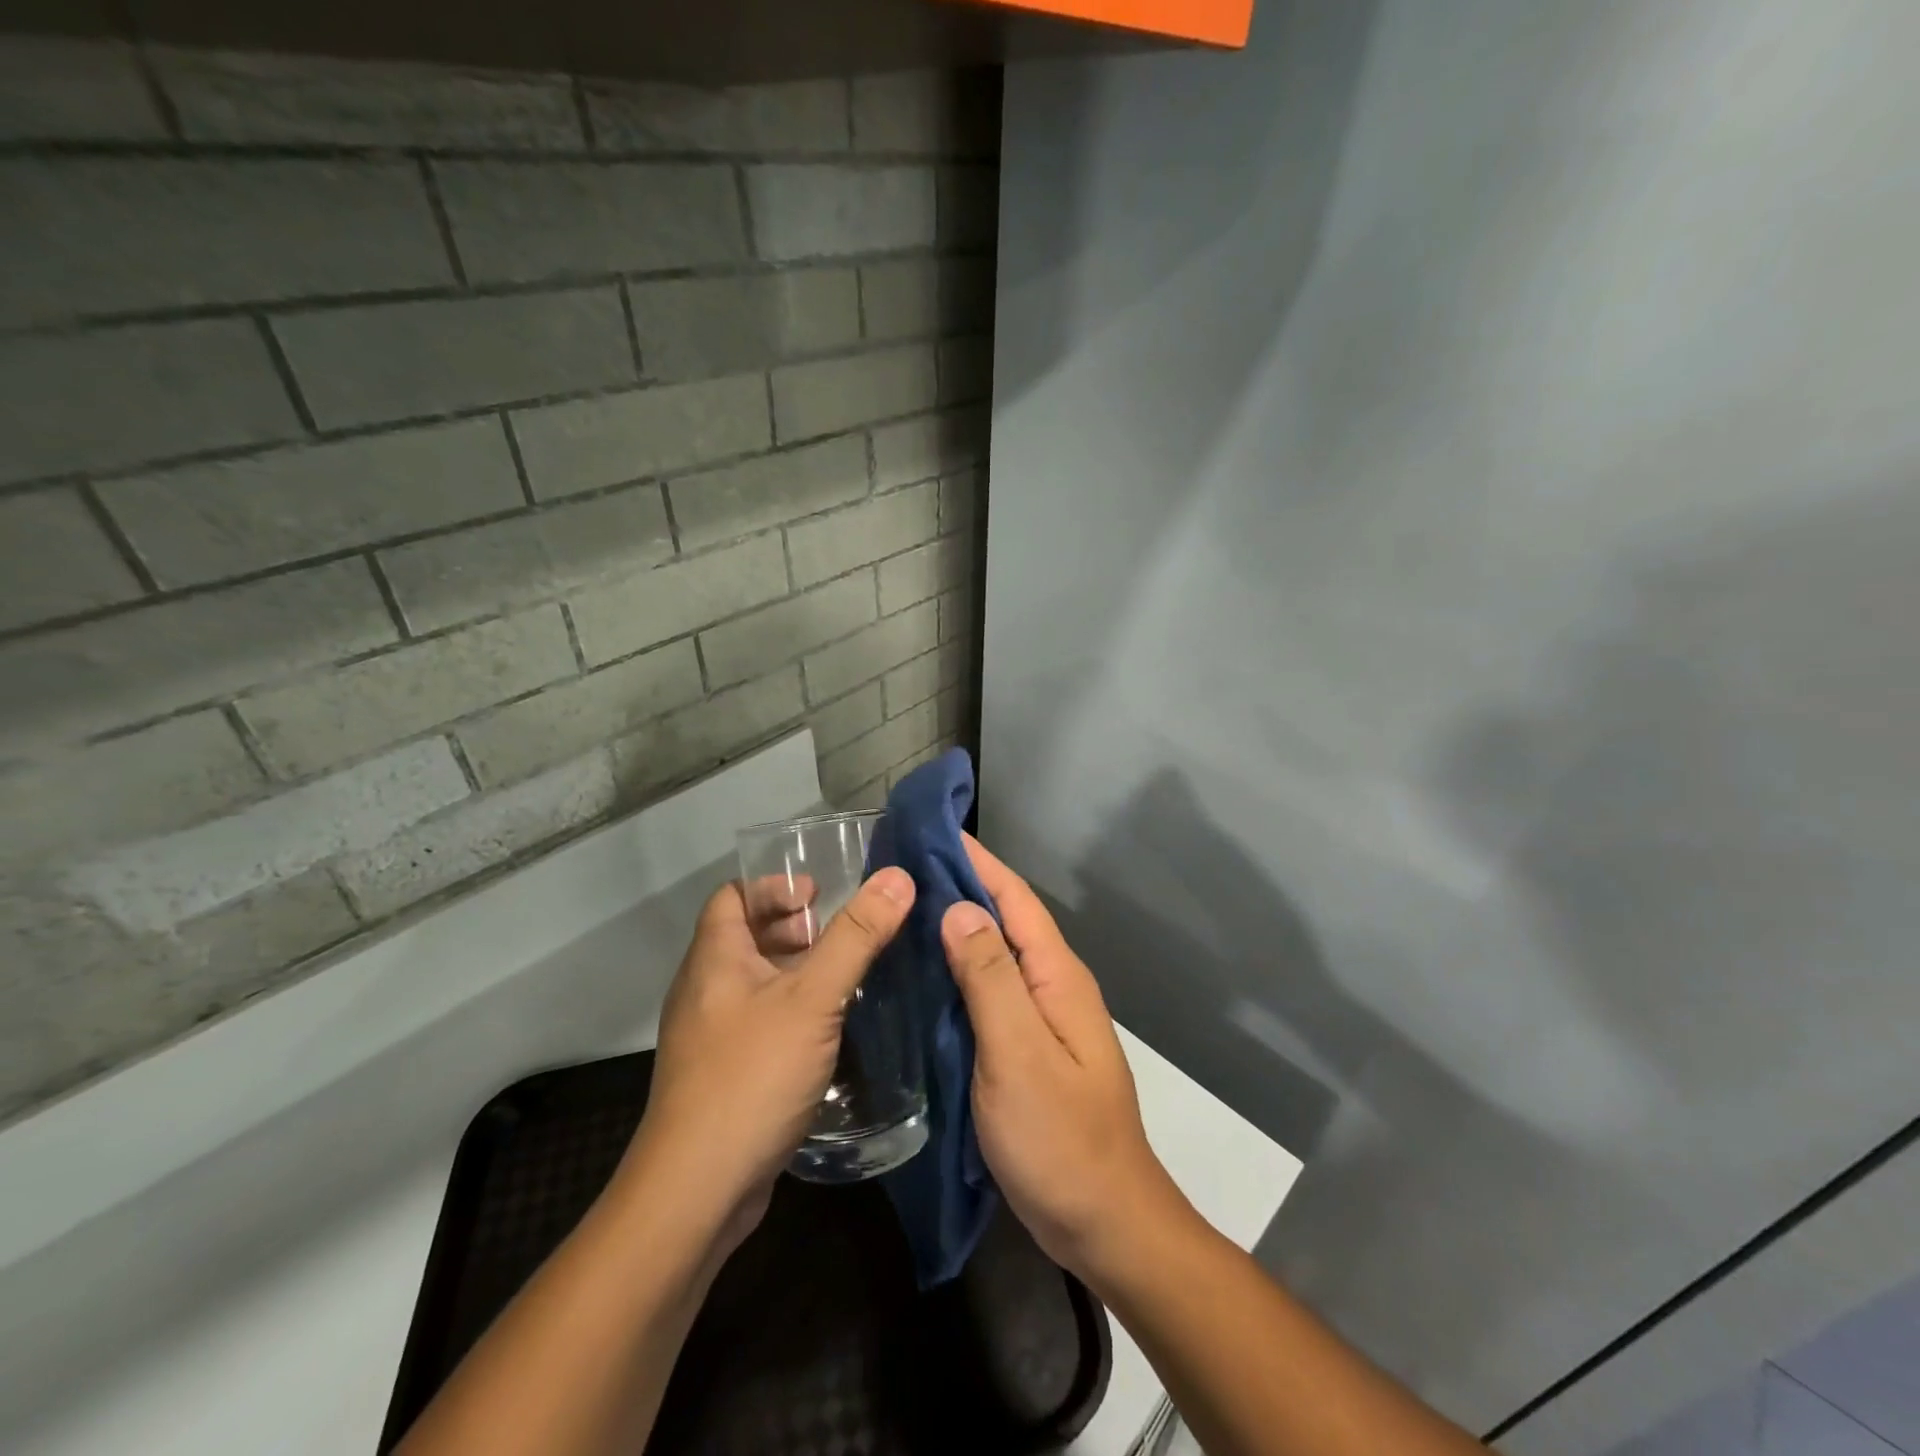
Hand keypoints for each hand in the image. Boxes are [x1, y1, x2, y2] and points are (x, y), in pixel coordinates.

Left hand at [622, 867, 915, 1250]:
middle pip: (746, 937)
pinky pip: (760, 1021)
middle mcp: (705, 990)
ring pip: (755, 982)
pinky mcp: (723, 1074)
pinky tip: (829, 1031)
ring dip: (796, 972)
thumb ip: (856, 937)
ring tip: (845, 977)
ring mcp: (710, 1036)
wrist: (696, 1191)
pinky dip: (792, 1011)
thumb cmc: (752, 1076)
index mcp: (714, 959)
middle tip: (840, 936)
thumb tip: (897, 877)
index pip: (732, 895)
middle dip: (794, 928)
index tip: (819, 895)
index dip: (774, 886)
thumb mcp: (813, 999)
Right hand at [943, 835, 1191, 1279]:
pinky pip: (989, 991)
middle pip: (1004, 919)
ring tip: (902, 908)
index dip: (976, 861)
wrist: (1104, 1222)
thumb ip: (991, 979)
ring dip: (956, 926)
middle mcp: (1052, 985)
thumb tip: (960, 907)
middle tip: (901, 867)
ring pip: (994, 955)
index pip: (1014, 898)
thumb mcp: (1019, 1054)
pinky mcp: (1026, 1046)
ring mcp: (1041, 1017)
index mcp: (1056, 976)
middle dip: (960, 886)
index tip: (931, 830)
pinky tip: (924, 975)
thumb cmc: (1061, 1140)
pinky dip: (958, 971)